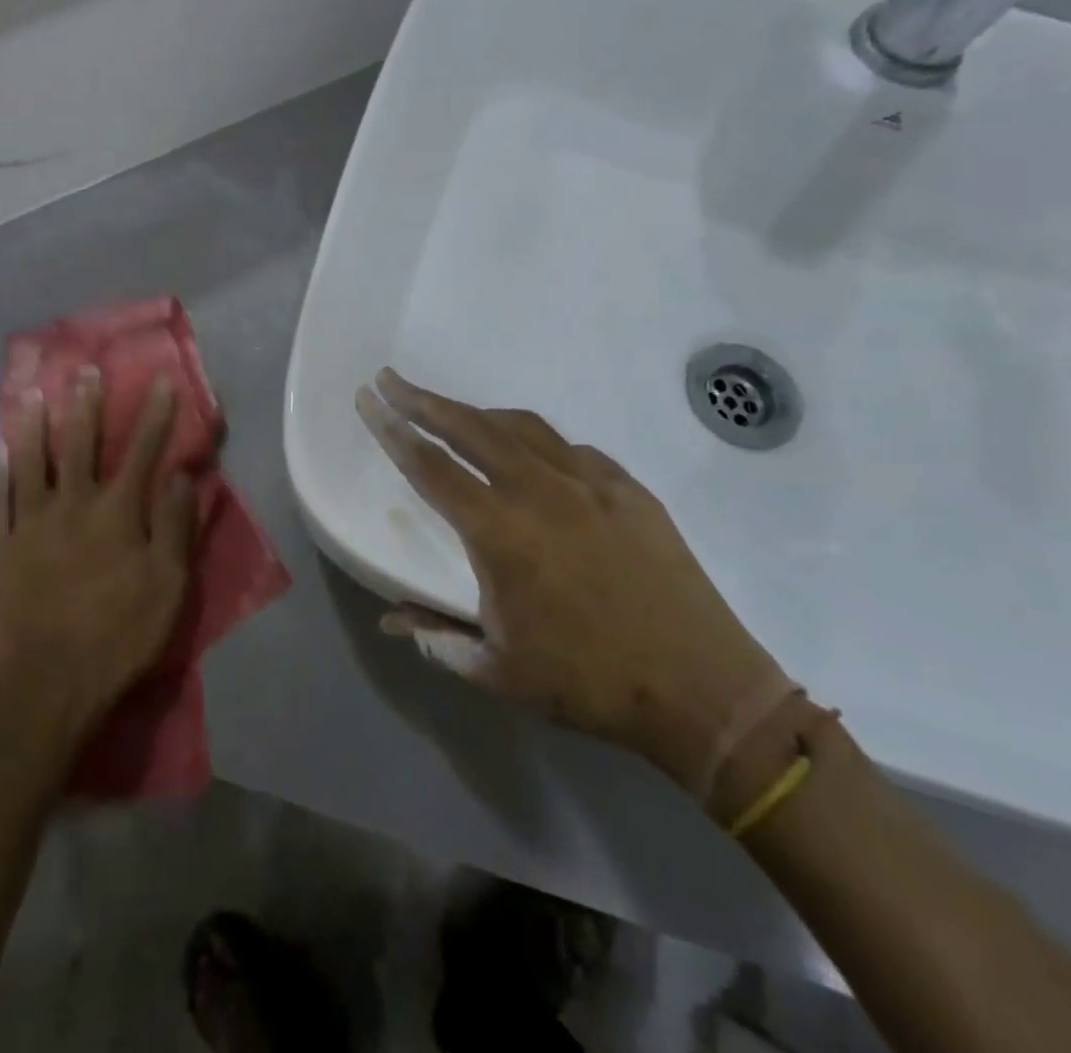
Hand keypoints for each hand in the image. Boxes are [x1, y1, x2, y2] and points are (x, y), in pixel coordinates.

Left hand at [0, 370, 196, 738]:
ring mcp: (30, 527)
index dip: (153, 415)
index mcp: (115, 513)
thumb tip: (183, 474)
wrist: (51, 685)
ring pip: (29, 465)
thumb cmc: (120, 634)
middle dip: (85, 406)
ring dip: (33, 428)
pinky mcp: (1, 552)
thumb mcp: (168, 584)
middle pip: (78, 445)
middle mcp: (70, 506)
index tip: (160, 381)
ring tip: (33, 396)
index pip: (140, 452)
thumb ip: (175, 524)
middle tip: (83, 371)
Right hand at [356, 369, 784, 794]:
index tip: (368, 399)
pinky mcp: (629, 489)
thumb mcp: (499, 671)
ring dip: (479, 415)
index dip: (392, 430)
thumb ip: (437, 637)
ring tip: (453, 412)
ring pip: (521, 428)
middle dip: (424, 400)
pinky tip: (534, 456)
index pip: (429, 467)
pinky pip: (571, 449)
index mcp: (499, 532)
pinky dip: (538, 443)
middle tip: (393, 380)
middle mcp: (539, 491)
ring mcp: (590, 483)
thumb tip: (390, 619)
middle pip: (469, 428)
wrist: (703, 689)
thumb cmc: (589, 684)